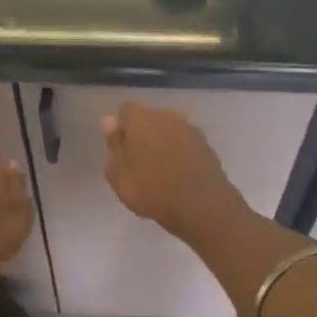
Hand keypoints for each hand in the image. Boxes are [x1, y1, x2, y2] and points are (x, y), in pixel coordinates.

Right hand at [101, 104, 245, 242]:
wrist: (201, 205)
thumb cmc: (151, 190)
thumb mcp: (119, 174)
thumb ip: (114, 145)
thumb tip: (110, 122)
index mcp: (141, 119)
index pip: (126, 110)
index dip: (121, 127)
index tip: (119, 148)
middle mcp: (167, 116)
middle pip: (150, 118)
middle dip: (143, 133)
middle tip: (138, 161)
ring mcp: (190, 129)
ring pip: (170, 130)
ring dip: (163, 143)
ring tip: (160, 170)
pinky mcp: (207, 146)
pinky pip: (186, 144)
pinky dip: (180, 153)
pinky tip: (178, 174)